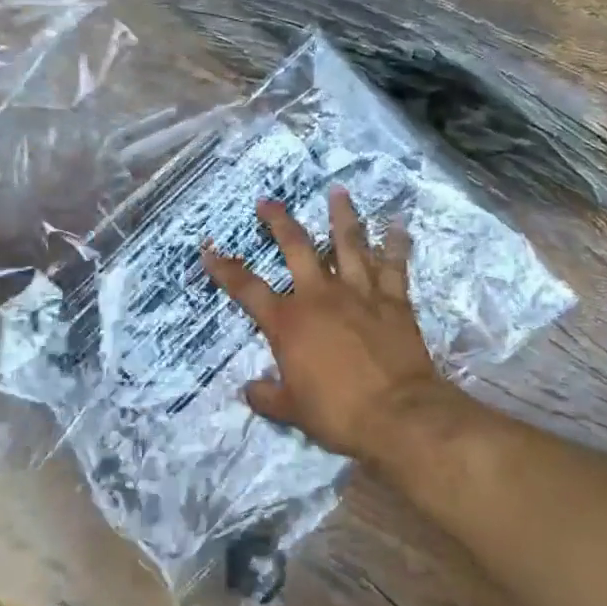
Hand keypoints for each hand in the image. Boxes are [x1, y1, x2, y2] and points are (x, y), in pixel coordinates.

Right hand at [201, 189, 448, 460]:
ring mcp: (359, 293)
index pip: (247, 290)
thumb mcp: (292, 411)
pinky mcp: (393, 300)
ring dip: (342, 216)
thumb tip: (249, 390)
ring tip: (338, 191)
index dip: (225, 269)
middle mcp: (320, 297)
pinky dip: (396, 243)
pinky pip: (394, 265)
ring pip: (348, 244)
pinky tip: (397, 224)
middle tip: (269, 201)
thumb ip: (268, 396)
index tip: (209, 249)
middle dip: (280, 222)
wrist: (397, 414)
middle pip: (297, 248)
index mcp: (288, 323)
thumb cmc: (338, 414)